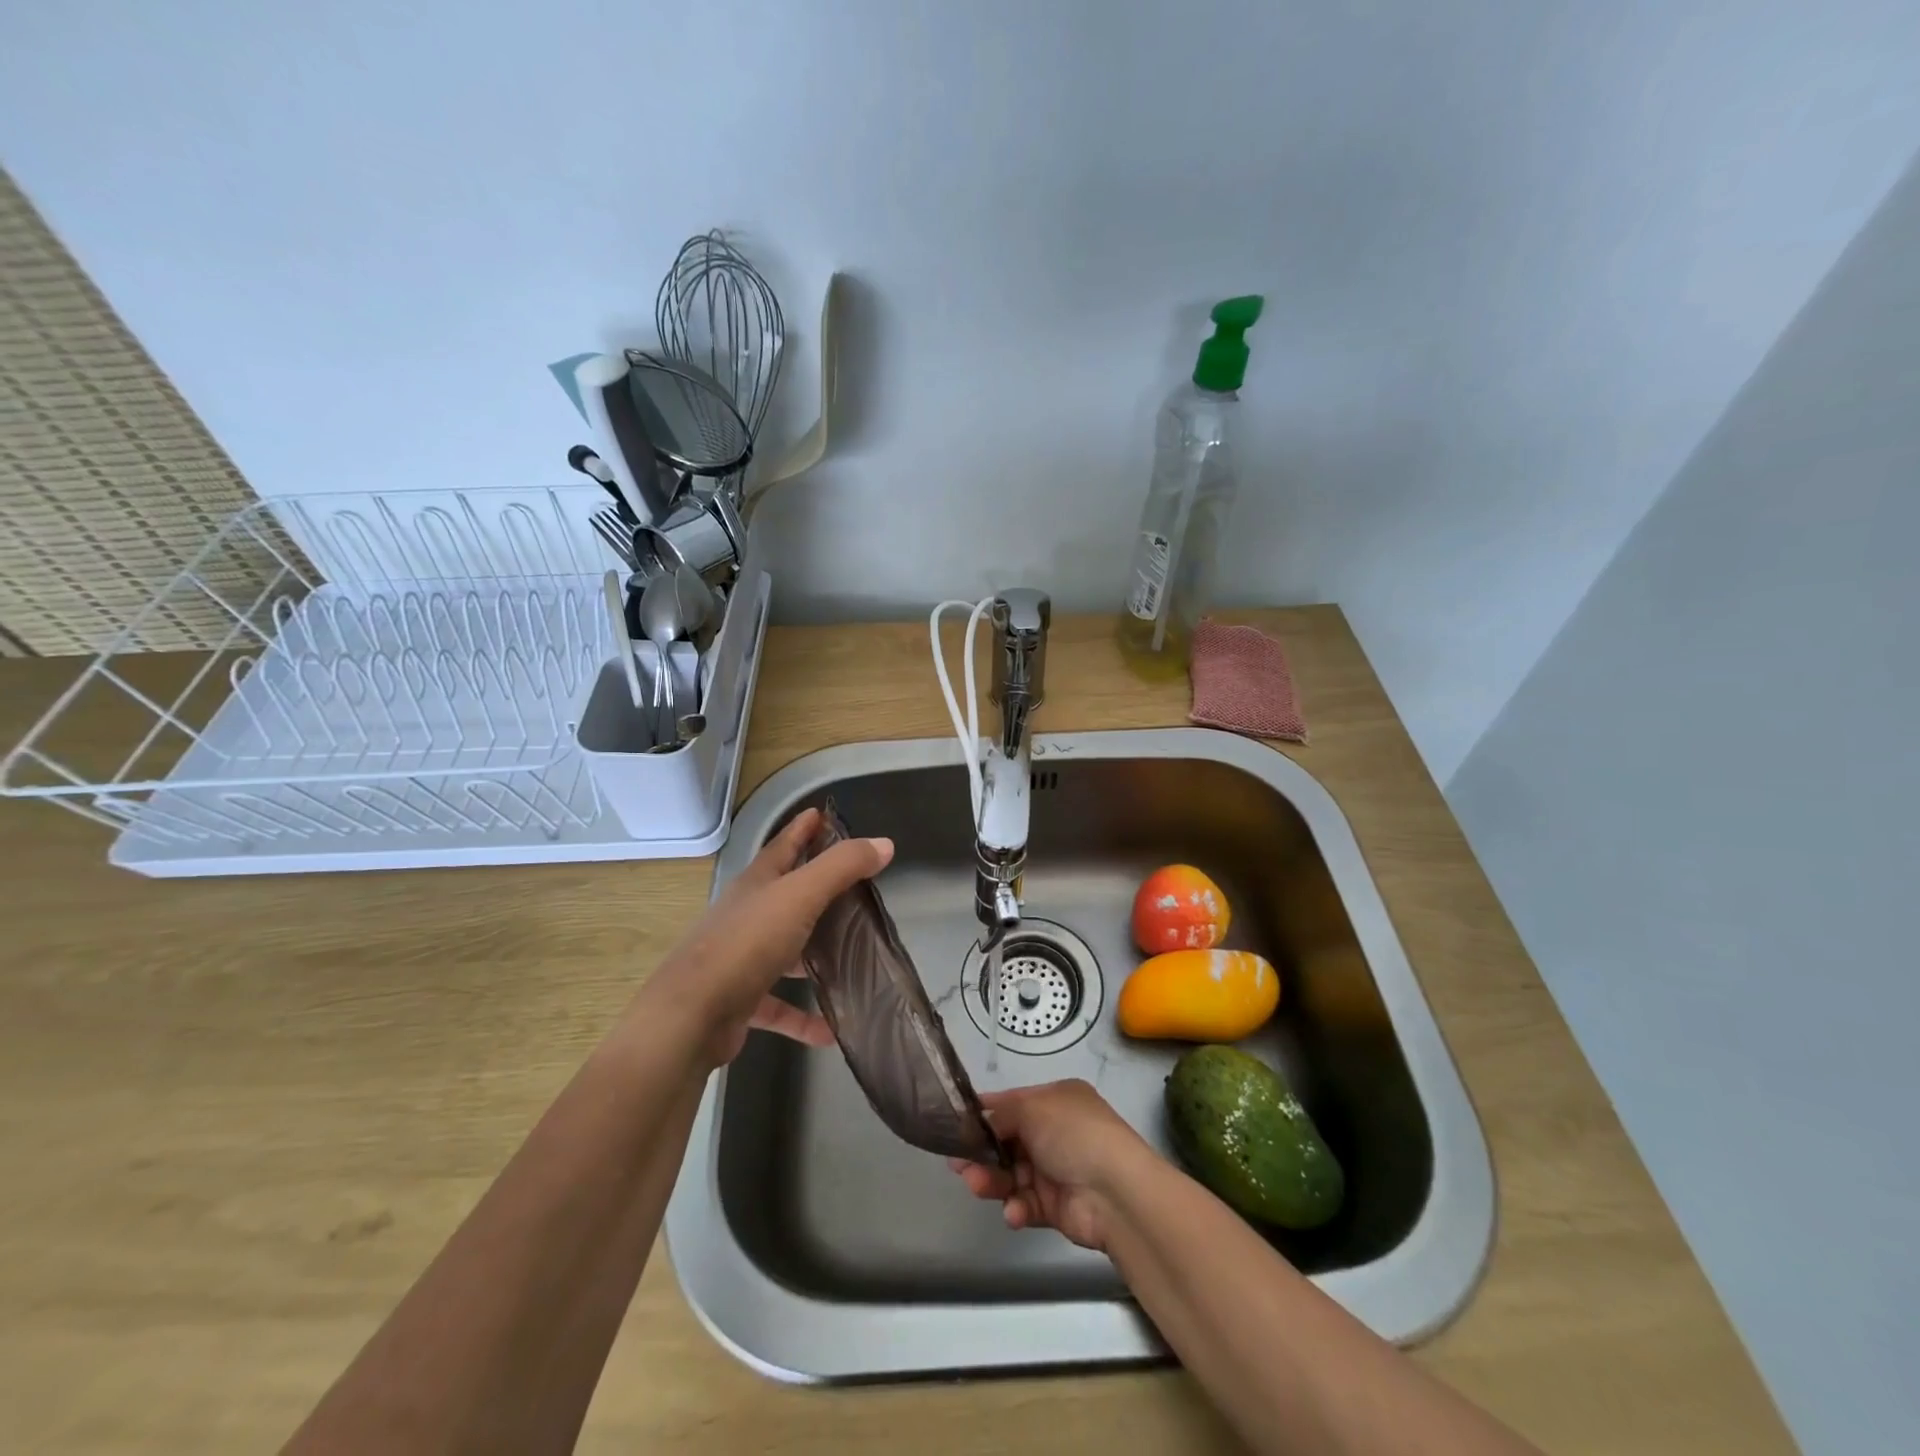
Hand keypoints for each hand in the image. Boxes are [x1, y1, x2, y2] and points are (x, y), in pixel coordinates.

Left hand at [639, 807, 892, 1066]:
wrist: (691, 1016)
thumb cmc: (747, 943)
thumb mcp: (800, 895)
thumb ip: (842, 867)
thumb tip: (883, 844)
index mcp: (757, 883)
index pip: (783, 845)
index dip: (804, 828)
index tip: (824, 814)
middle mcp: (747, 915)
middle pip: (786, 894)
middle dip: (817, 888)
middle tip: (856, 887)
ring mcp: (741, 958)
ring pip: (785, 949)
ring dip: (814, 954)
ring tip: (851, 957)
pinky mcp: (740, 1000)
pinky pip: (780, 1005)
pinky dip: (804, 1016)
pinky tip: (832, 1029)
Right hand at [949, 1080, 1153, 1251]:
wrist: (1116, 1192)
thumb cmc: (1073, 1135)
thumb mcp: (1032, 1108)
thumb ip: (1001, 1114)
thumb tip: (980, 1121)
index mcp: (1056, 1101)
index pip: (1013, 1103)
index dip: (985, 1112)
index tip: (954, 1123)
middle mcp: (1056, 1132)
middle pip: (1008, 1141)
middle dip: (982, 1152)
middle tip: (957, 1164)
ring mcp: (1057, 1170)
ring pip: (1012, 1174)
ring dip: (993, 1180)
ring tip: (976, 1185)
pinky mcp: (1056, 1207)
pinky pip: (1027, 1204)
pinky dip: (1017, 1207)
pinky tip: (1014, 1211)